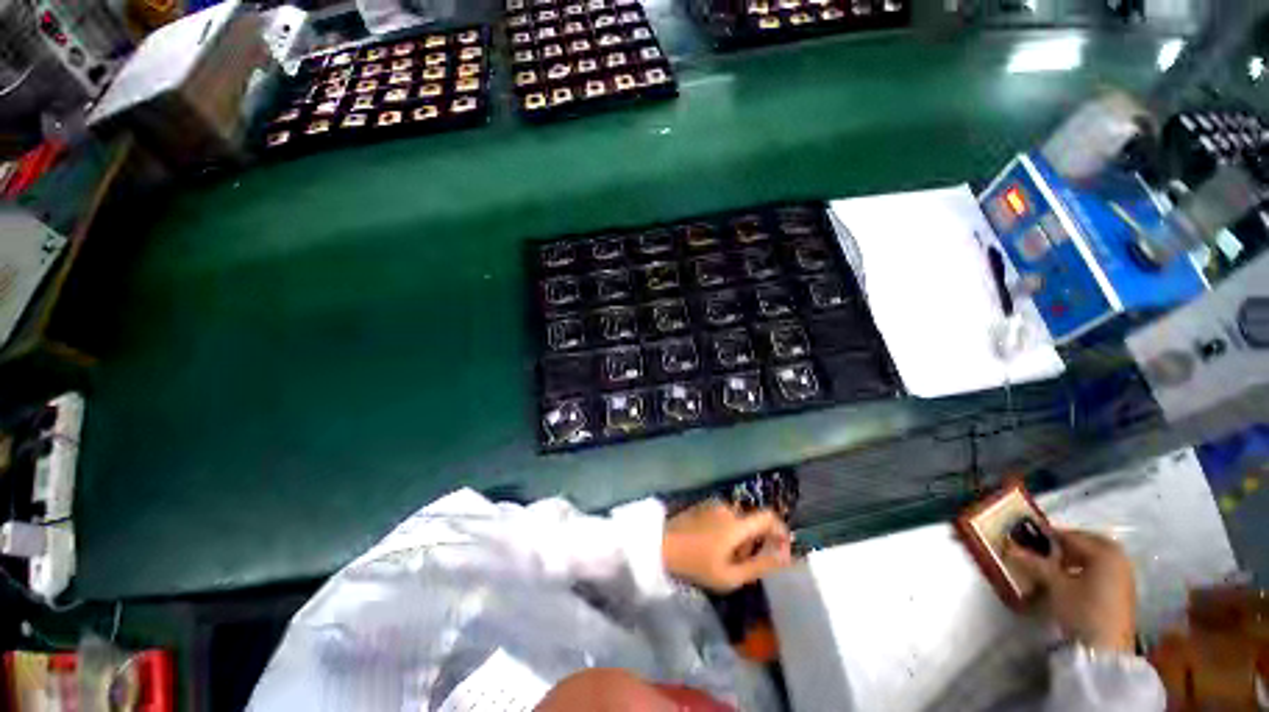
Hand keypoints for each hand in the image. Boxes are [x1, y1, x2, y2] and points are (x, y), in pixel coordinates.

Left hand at [663, 501, 792, 592]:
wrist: (662, 545)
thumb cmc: (696, 564)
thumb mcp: (731, 575)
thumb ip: (760, 565)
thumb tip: (786, 556)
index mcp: (737, 523)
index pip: (769, 516)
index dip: (780, 531)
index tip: (781, 550)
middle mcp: (728, 507)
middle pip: (753, 521)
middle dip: (756, 541)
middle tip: (745, 564)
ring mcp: (714, 504)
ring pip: (739, 519)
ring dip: (741, 537)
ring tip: (727, 558)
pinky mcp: (703, 505)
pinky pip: (725, 516)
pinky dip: (728, 530)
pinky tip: (715, 547)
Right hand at [1004, 528, 1137, 652]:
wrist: (1106, 648)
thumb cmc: (1082, 610)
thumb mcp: (1056, 586)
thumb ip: (1035, 563)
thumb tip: (1010, 546)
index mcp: (1104, 552)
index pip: (1071, 536)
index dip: (1048, 535)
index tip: (1027, 535)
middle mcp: (1118, 558)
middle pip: (1089, 542)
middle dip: (1067, 543)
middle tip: (1044, 549)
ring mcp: (1124, 575)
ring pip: (1097, 556)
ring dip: (1077, 556)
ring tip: (1055, 564)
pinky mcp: (1123, 590)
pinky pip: (1103, 568)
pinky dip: (1087, 567)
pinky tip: (1072, 578)